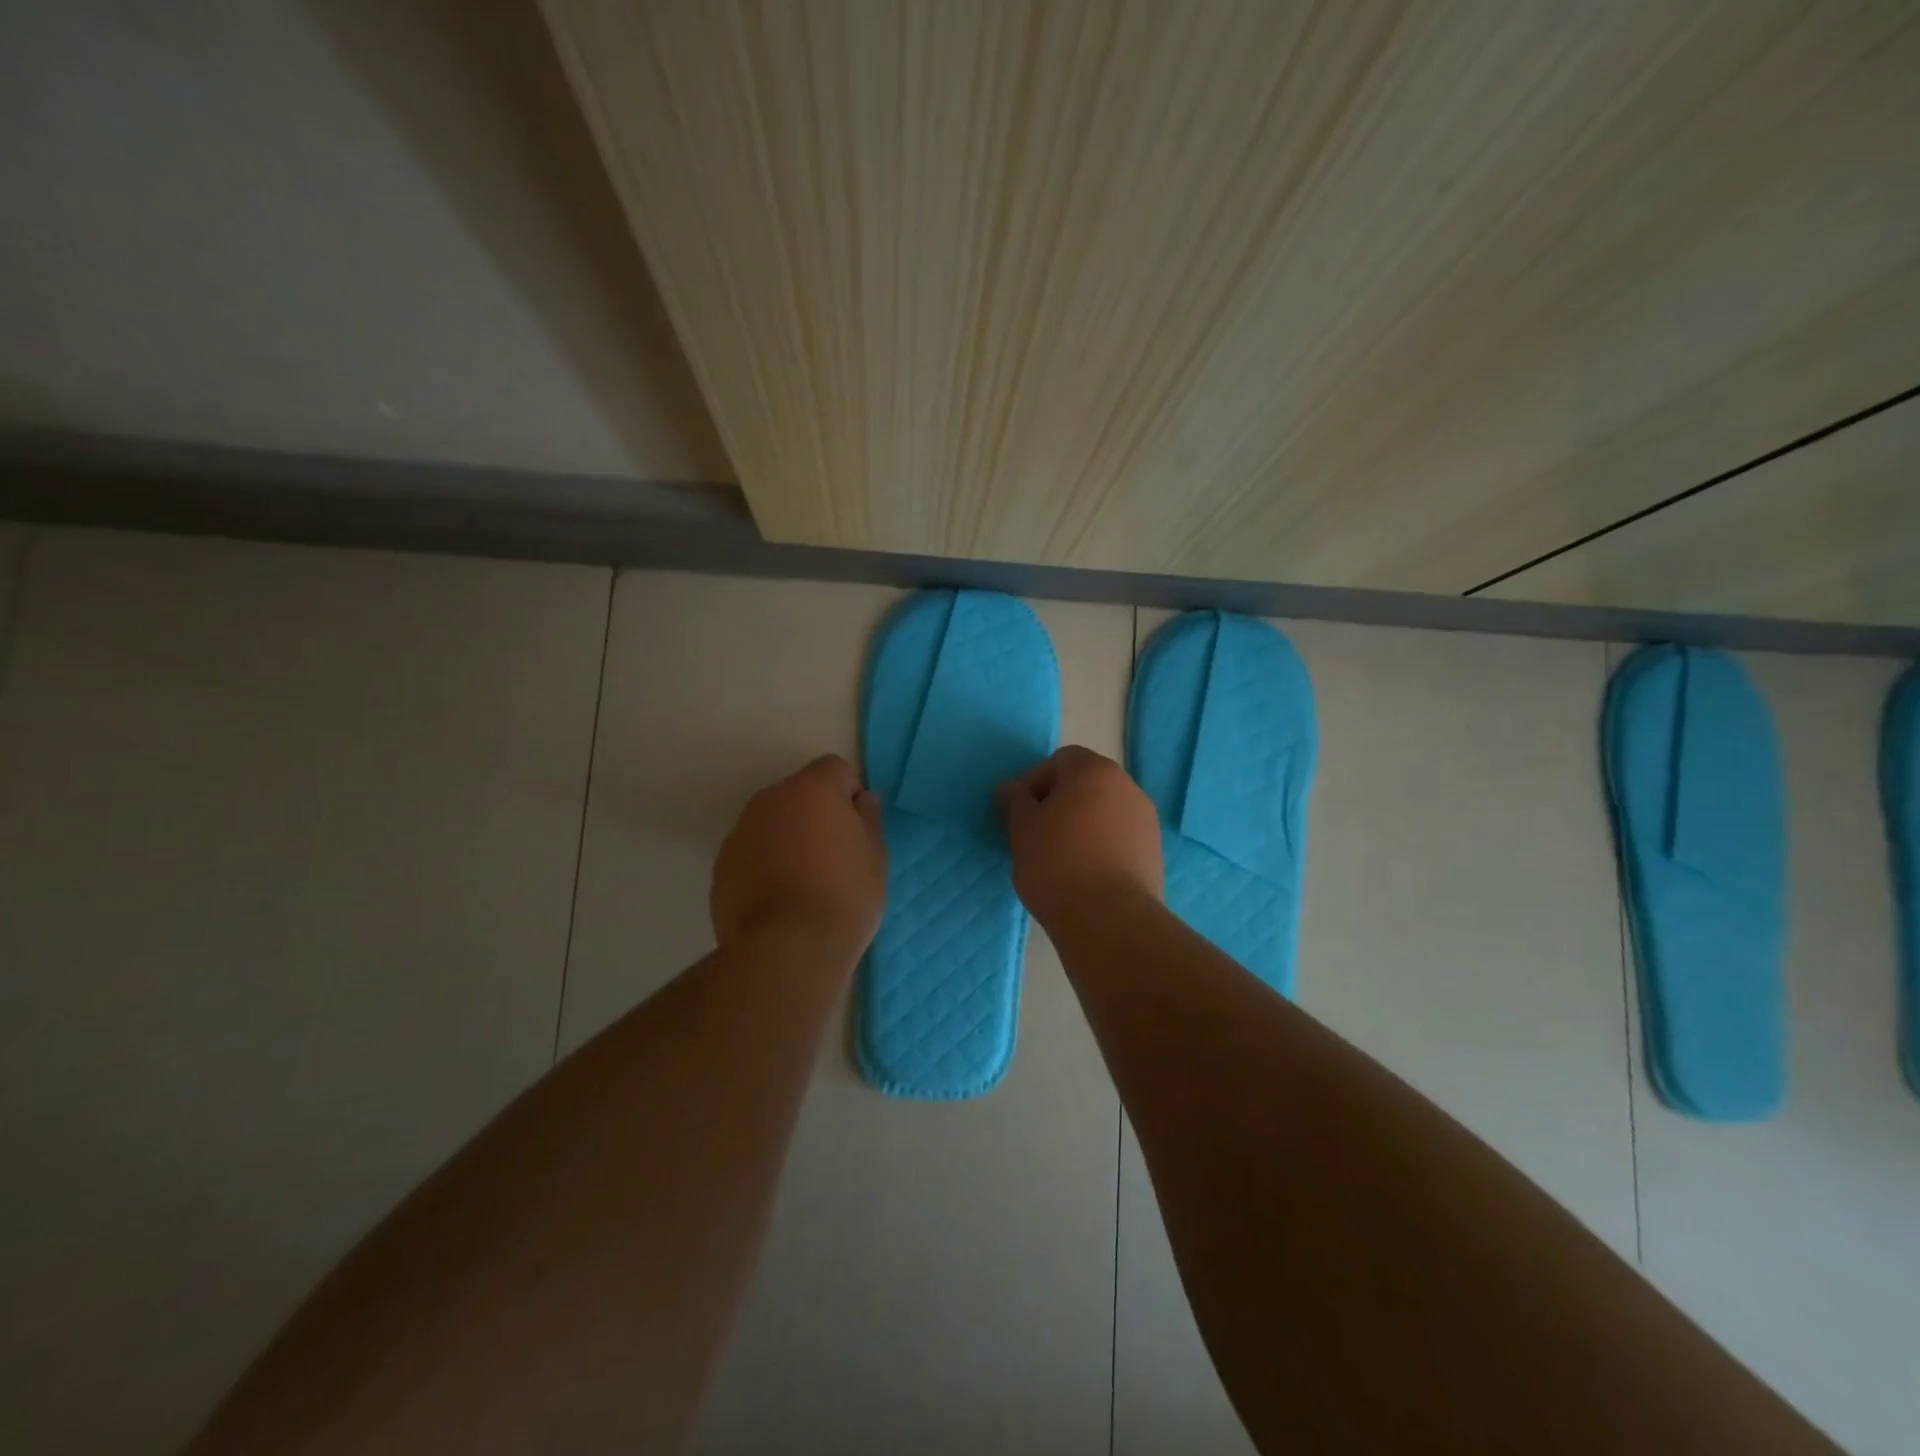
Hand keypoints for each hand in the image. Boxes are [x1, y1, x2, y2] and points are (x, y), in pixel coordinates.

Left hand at [711, 755, 887, 956]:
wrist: (787, 949)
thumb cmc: (844, 895)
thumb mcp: (876, 855)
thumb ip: (868, 818)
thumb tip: (860, 801)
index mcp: (812, 788)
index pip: (836, 769)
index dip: (850, 795)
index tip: (858, 830)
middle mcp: (770, 799)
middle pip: (800, 794)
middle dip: (817, 815)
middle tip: (836, 858)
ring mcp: (740, 832)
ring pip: (773, 823)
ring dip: (789, 839)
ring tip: (805, 884)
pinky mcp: (722, 865)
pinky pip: (752, 852)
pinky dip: (766, 865)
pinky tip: (780, 900)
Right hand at [997, 746, 1162, 924]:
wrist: (1110, 920)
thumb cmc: (1057, 864)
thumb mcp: (1022, 829)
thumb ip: (1015, 800)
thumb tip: (1010, 788)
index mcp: (1095, 771)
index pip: (1060, 760)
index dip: (1035, 781)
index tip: (1019, 812)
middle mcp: (1128, 787)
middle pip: (1085, 783)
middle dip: (1058, 802)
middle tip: (1035, 833)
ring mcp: (1146, 820)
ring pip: (1103, 811)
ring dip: (1081, 824)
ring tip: (1059, 857)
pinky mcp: (1154, 852)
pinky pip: (1119, 837)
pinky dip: (1100, 846)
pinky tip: (1083, 874)